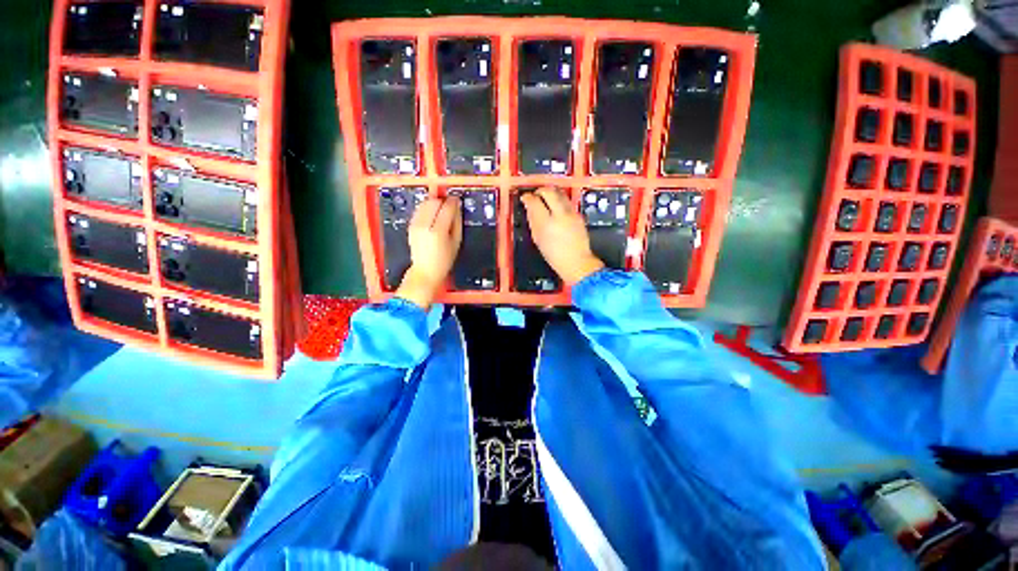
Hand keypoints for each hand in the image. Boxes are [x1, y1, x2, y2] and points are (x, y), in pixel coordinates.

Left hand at [396, 196, 461, 308]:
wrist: (425, 270)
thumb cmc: (444, 260)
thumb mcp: (456, 242)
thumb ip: (457, 222)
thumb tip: (457, 207)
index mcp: (438, 231)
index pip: (446, 208)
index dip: (453, 201)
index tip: (457, 200)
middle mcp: (424, 226)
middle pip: (434, 202)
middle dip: (443, 200)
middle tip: (450, 204)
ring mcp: (415, 225)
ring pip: (425, 203)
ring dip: (434, 202)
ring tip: (442, 208)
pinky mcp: (411, 225)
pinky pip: (419, 209)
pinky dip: (427, 207)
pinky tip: (433, 213)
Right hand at [521, 187, 604, 285]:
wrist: (577, 261)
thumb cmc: (554, 255)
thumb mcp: (538, 239)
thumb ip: (533, 221)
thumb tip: (529, 207)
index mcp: (546, 223)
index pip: (534, 201)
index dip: (527, 197)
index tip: (524, 198)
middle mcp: (560, 214)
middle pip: (549, 192)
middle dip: (540, 191)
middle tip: (535, 195)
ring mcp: (571, 213)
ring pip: (559, 193)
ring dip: (550, 193)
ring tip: (545, 198)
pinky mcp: (578, 214)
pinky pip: (566, 201)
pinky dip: (558, 200)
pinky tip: (555, 207)